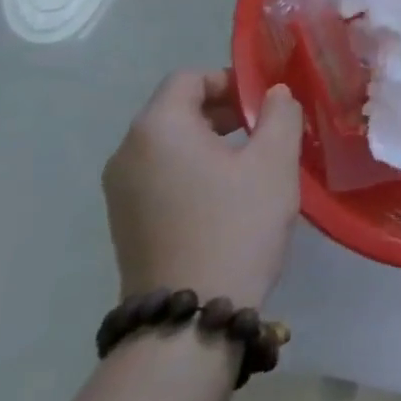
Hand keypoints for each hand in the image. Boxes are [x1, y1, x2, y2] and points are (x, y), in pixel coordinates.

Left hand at [102, 71, 302, 307]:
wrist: (189, 322)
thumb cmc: (236, 225)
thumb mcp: (274, 161)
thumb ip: (280, 114)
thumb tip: (274, 95)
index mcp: (158, 128)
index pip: (190, 78)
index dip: (230, 81)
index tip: (264, 105)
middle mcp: (128, 153)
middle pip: (177, 109)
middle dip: (223, 111)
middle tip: (265, 131)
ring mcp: (120, 192)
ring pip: (170, 144)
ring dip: (210, 142)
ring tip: (251, 165)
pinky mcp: (125, 224)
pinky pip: (161, 175)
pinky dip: (193, 171)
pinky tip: (226, 198)